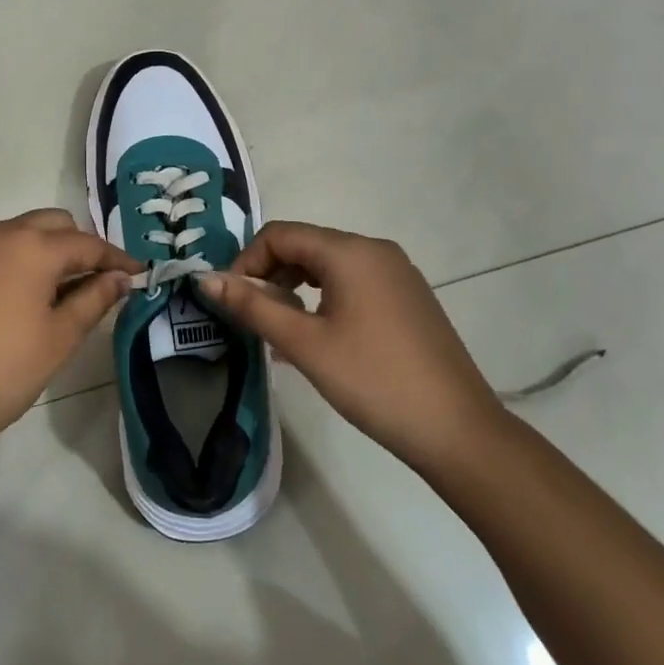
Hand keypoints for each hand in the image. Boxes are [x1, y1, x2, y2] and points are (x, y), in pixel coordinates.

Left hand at [0, 209, 141, 461]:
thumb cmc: (0, 372)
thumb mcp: (58, 339)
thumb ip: (93, 300)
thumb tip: (120, 277)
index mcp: (35, 248)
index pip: (88, 244)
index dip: (116, 258)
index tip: (137, 272)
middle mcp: (0, 231)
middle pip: (52, 224)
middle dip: (77, 245)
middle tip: (91, 280)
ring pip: (15, 229)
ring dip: (39, 248)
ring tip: (46, 287)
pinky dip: (2, 254)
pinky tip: (2, 286)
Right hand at [199, 221, 507, 476]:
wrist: (458, 431)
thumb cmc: (373, 381)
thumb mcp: (305, 344)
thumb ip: (254, 306)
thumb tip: (206, 278)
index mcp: (350, 251)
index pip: (280, 234)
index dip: (247, 261)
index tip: (232, 301)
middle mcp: (375, 250)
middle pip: (305, 245)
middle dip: (270, 275)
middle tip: (252, 317)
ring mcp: (397, 273)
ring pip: (328, 266)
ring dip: (295, 289)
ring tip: (279, 330)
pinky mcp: (408, 298)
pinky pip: (353, 284)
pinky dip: (324, 300)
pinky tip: (316, 337)